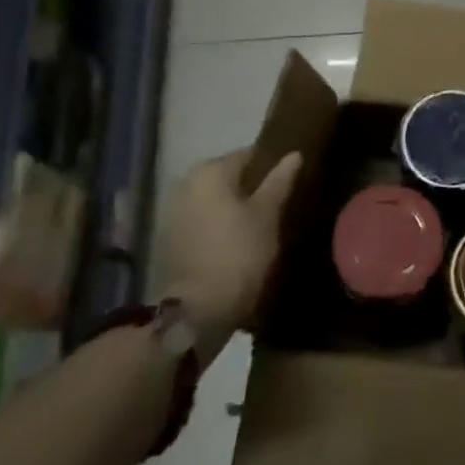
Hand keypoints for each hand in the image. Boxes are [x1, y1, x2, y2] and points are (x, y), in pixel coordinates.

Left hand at [156, 148, 301, 331]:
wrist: (196, 310)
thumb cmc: (238, 253)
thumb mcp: (267, 215)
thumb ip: (280, 181)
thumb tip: (294, 154)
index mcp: (210, 170)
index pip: (249, 154)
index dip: (272, 166)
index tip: (291, 181)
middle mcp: (186, 182)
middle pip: (229, 176)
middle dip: (252, 187)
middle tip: (279, 204)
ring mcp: (173, 211)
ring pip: (215, 199)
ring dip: (235, 207)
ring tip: (261, 224)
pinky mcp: (170, 238)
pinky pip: (202, 219)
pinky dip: (219, 224)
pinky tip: (238, 240)